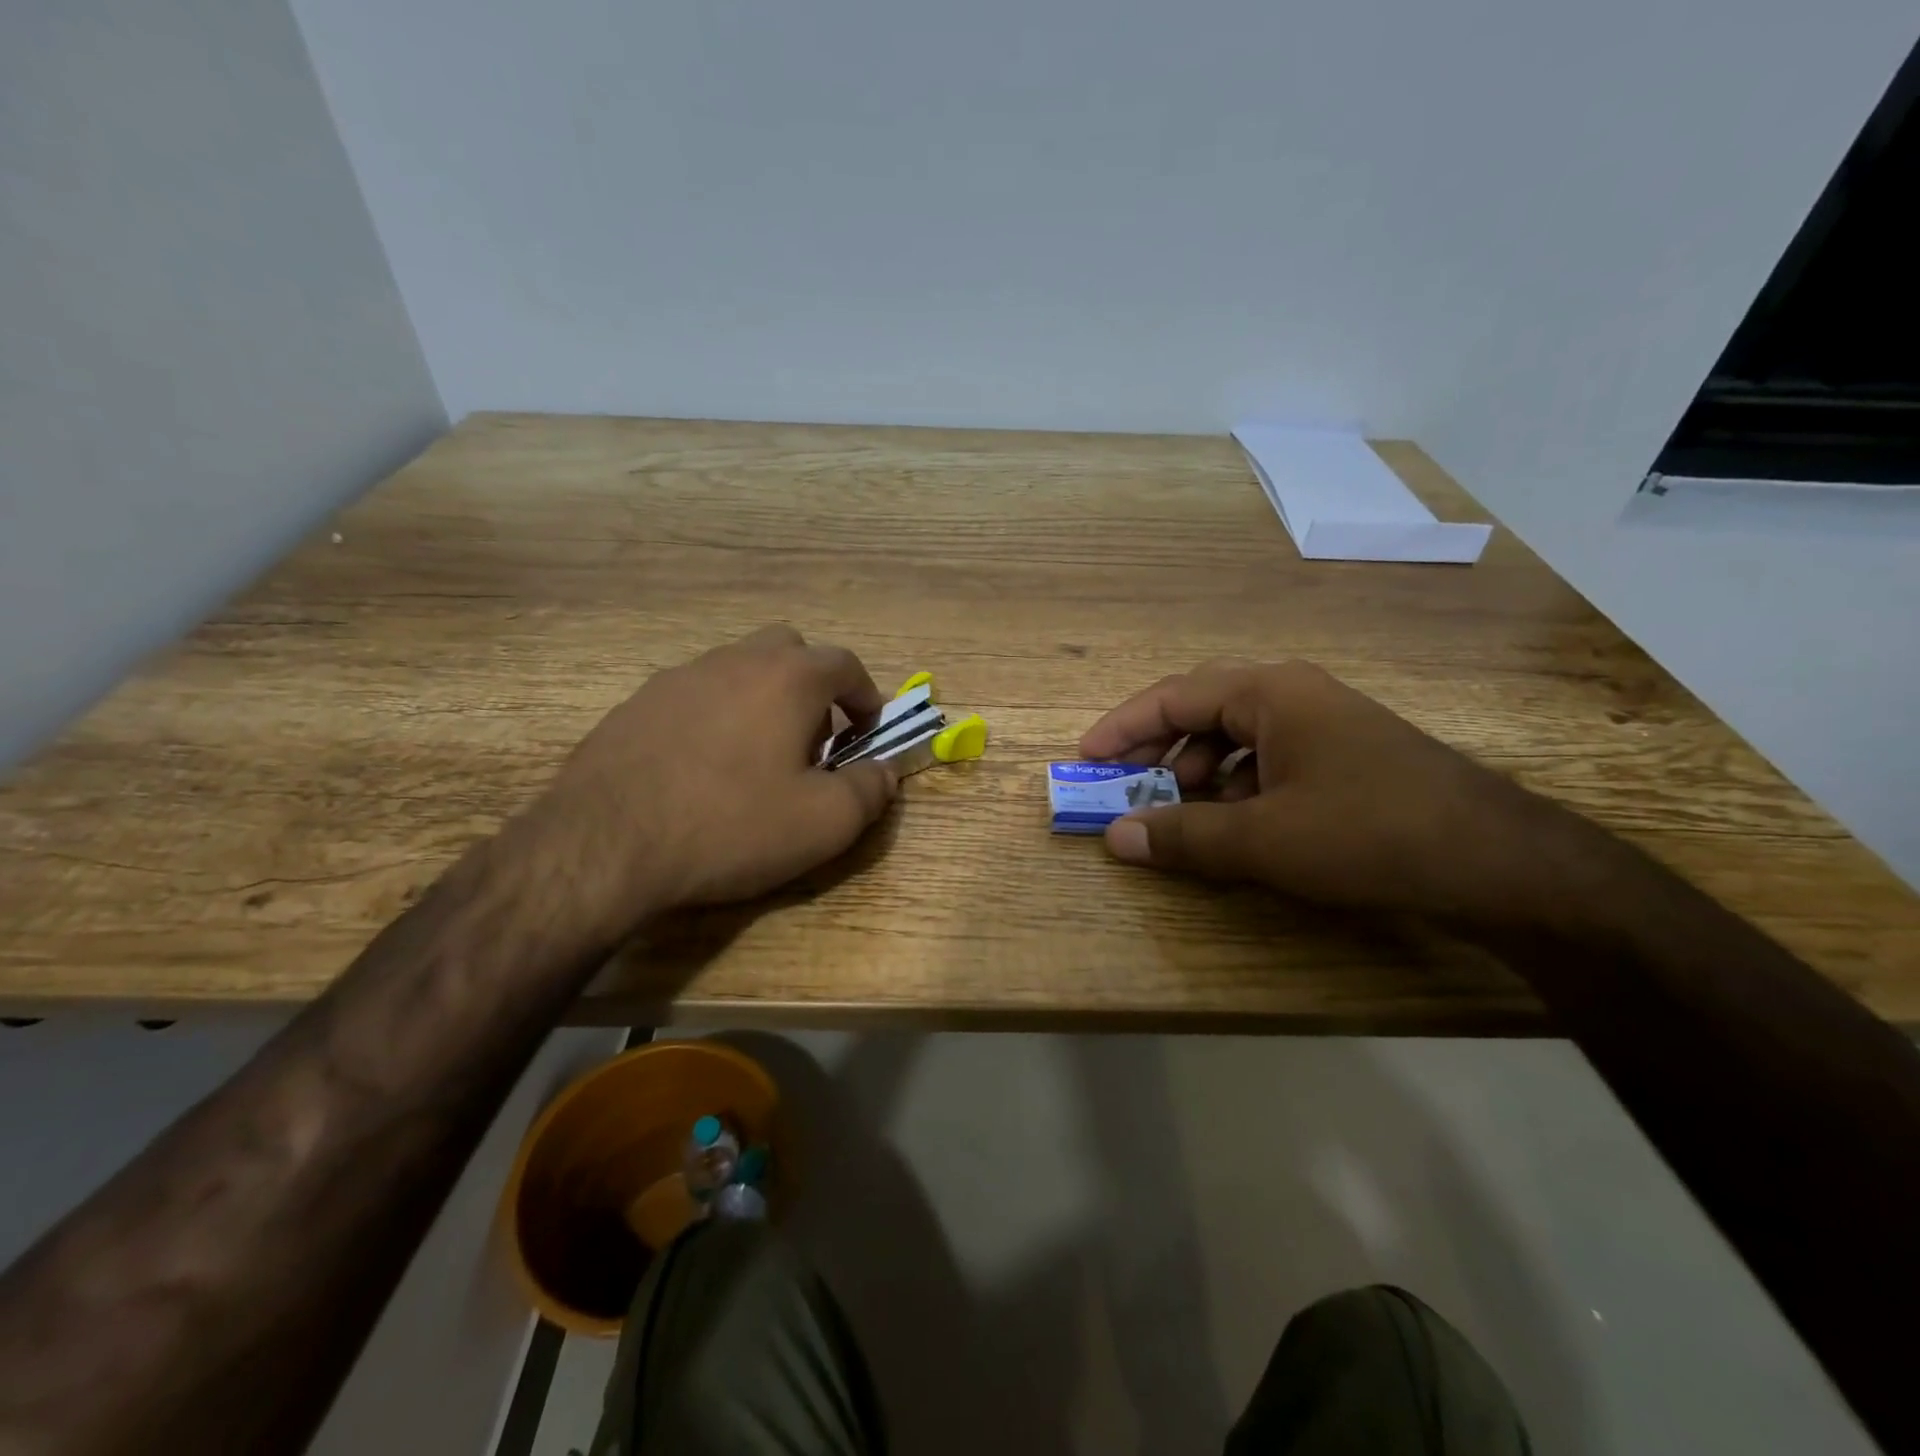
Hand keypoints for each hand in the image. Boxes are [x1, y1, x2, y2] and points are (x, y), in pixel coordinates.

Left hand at [512, 625, 898, 941]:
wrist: (605, 844)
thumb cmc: (732, 825)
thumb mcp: (825, 822)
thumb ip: (871, 790)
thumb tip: (886, 771)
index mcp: (788, 678)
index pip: (845, 664)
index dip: (867, 696)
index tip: (869, 732)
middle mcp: (735, 660)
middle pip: (790, 651)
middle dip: (813, 688)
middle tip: (812, 742)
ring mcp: (679, 677)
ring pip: (739, 669)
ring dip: (763, 700)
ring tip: (757, 759)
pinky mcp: (637, 703)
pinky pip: (695, 695)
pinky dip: (716, 716)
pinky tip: (702, 768)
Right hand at [1079, 659, 1584, 920]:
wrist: (1500, 863)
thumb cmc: (1368, 834)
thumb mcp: (1263, 840)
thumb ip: (1183, 836)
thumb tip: (1115, 838)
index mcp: (1268, 692)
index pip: (1172, 696)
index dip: (1122, 727)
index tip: (1086, 759)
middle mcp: (1293, 695)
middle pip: (1202, 710)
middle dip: (1158, 749)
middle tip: (1125, 787)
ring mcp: (1324, 724)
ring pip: (1237, 737)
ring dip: (1197, 772)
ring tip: (1179, 813)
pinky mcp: (1345, 757)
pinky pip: (1268, 759)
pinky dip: (1237, 787)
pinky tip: (1237, 823)